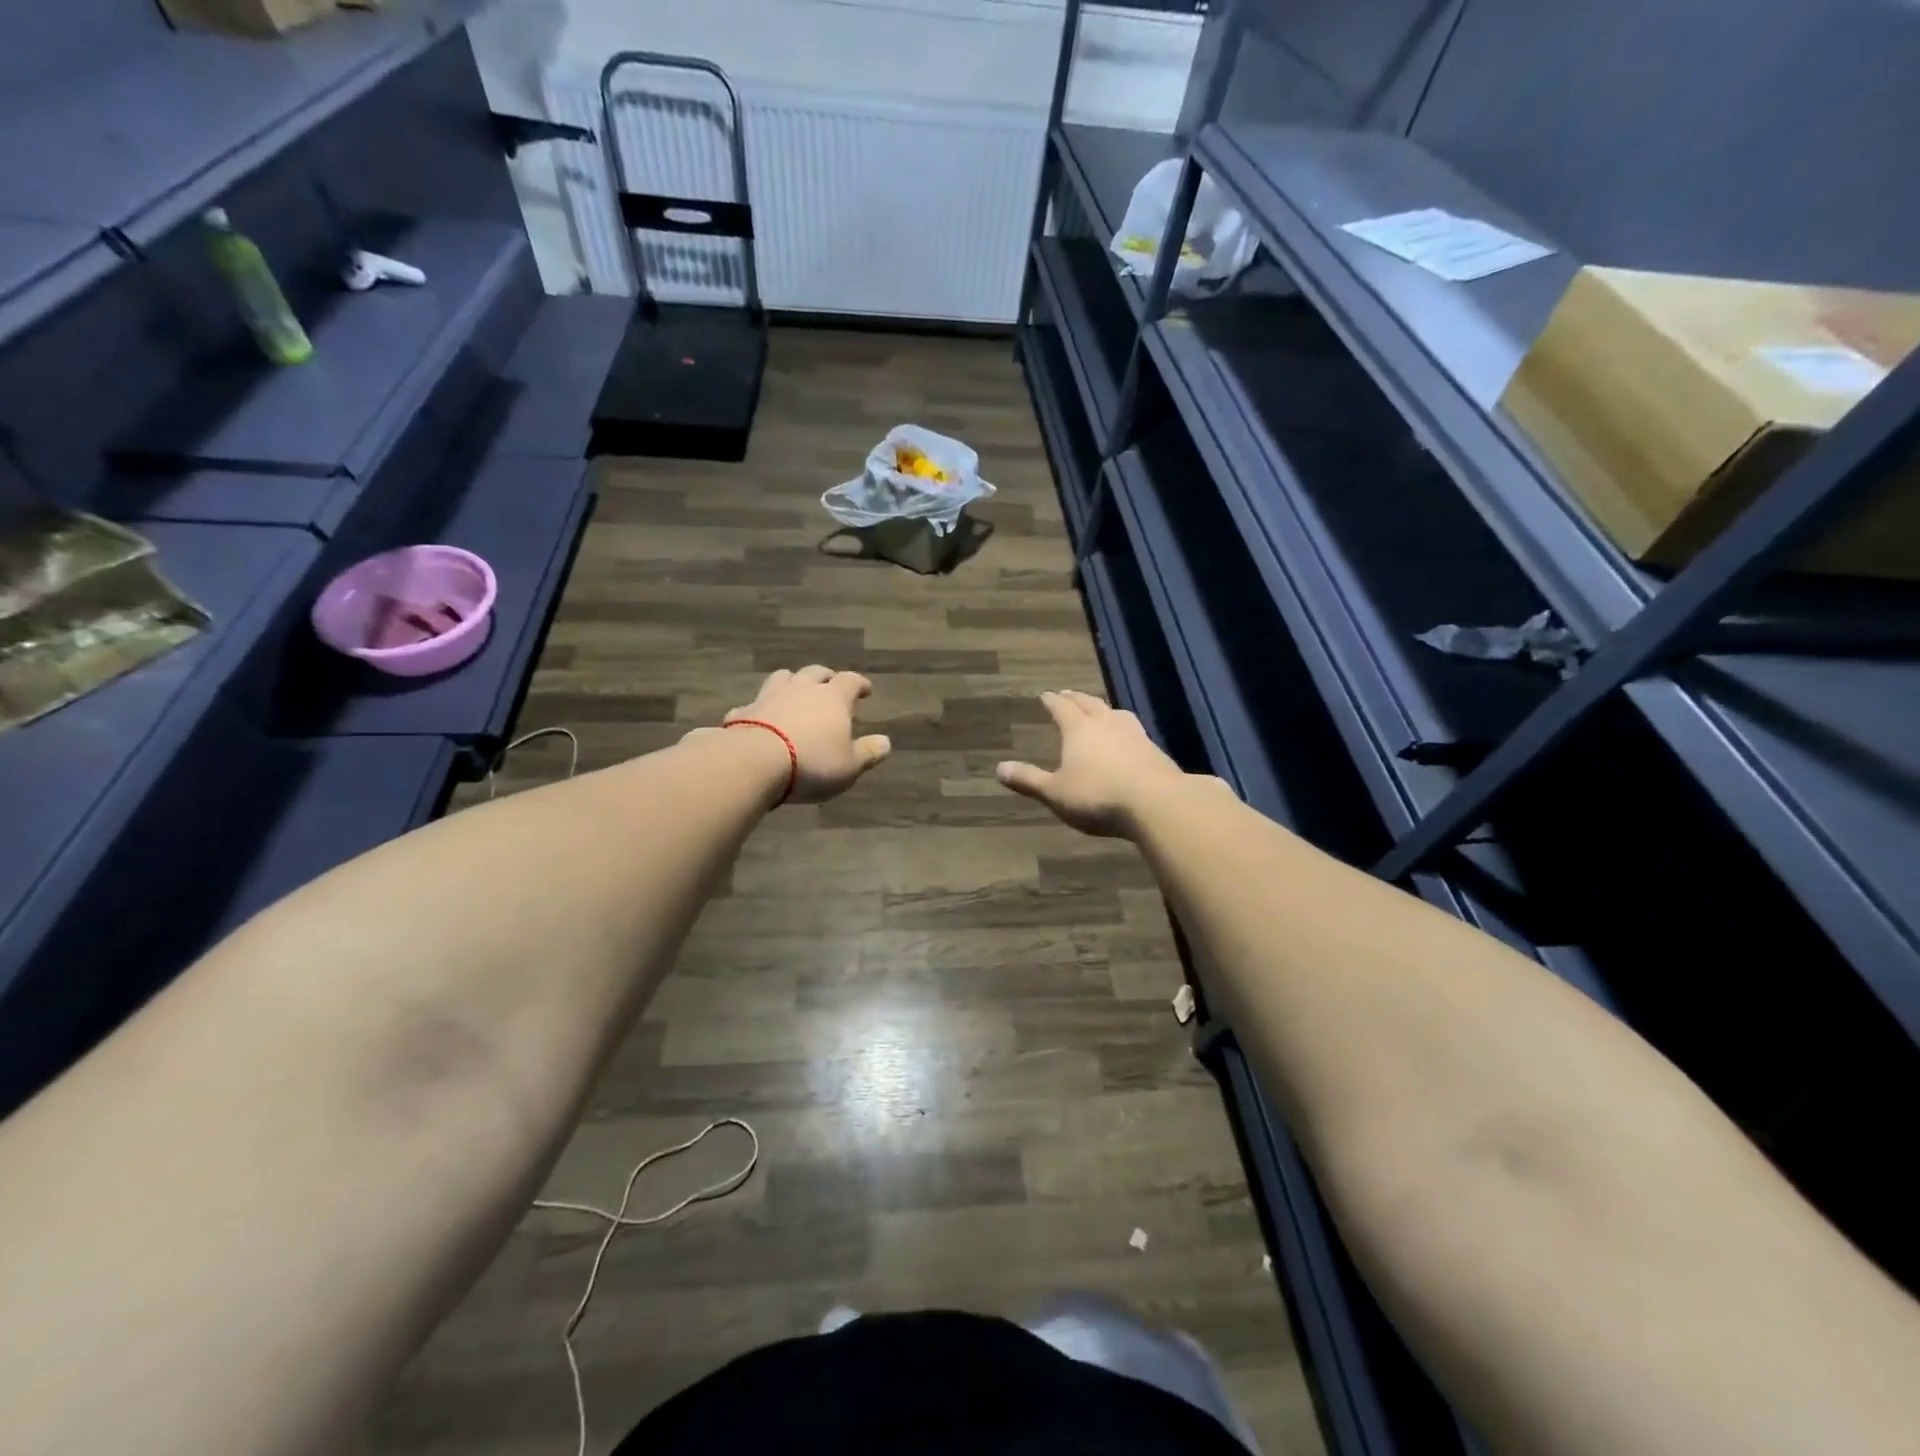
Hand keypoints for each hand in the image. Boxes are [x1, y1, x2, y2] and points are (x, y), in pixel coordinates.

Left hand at [692, 665, 892, 804]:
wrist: (754, 763)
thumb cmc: (812, 764)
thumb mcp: (849, 766)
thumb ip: (868, 753)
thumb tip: (886, 742)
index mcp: (832, 698)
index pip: (851, 681)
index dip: (860, 684)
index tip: (866, 691)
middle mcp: (801, 689)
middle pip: (815, 672)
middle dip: (825, 677)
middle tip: (830, 685)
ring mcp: (769, 697)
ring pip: (782, 678)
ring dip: (792, 683)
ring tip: (795, 693)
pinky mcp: (743, 712)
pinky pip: (753, 705)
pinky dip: (760, 709)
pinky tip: (759, 718)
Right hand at [995, 690, 1192, 837]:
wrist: (1156, 802)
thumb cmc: (1097, 796)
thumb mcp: (1055, 793)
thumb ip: (1028, 780)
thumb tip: (999, 768)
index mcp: (1079, 729)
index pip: (1061, 708)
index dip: (1051, 701)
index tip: (1045, 694)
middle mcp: (1106, 724)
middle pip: (1089, 704)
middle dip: (1076, 698)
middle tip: (1067, 694)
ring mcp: (1134, 735)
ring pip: (1115, 713)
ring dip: (1104, 709)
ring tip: (1100, 710)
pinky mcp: (1154, 751)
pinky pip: (1134, 730)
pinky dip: (1124, 728)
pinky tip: (1128, 738)